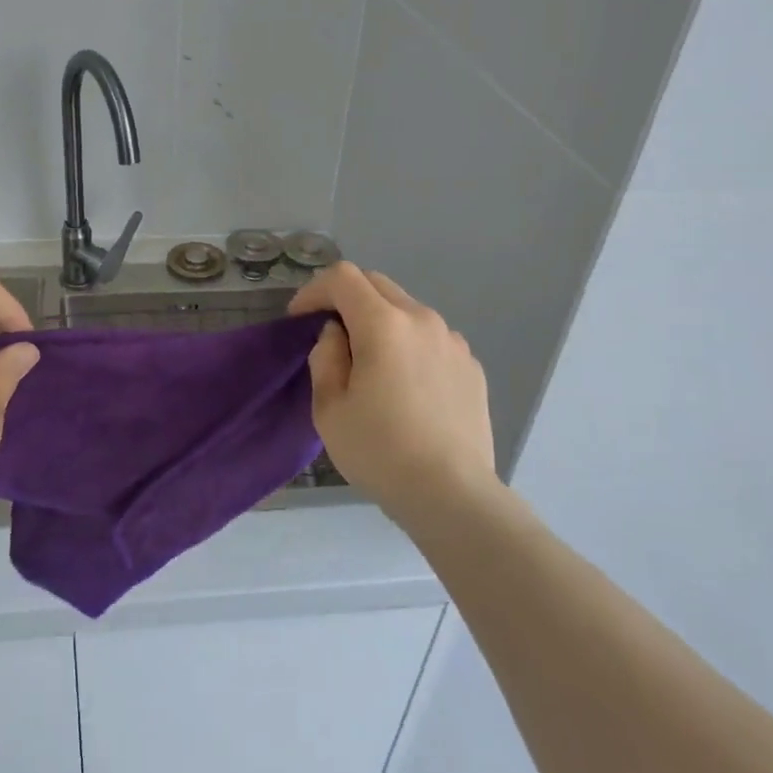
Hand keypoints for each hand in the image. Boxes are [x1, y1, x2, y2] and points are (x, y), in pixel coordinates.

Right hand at [289, 262, 496, 519]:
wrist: (453, 495)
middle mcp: (422, 320)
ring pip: (407, 310)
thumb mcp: (329, 408)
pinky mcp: (471, 365)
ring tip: (371, 364)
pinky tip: (406, 386)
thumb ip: (326, 357)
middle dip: (346, 299)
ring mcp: (453, 341)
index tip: (300, 320)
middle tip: (330, 336)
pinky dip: (409, 345)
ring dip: (380, 321)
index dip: (314, 290)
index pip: (343, 278)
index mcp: (384, 324)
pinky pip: (431, 338)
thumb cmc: (380, 452)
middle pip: (377, 285)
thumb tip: (337, 334)